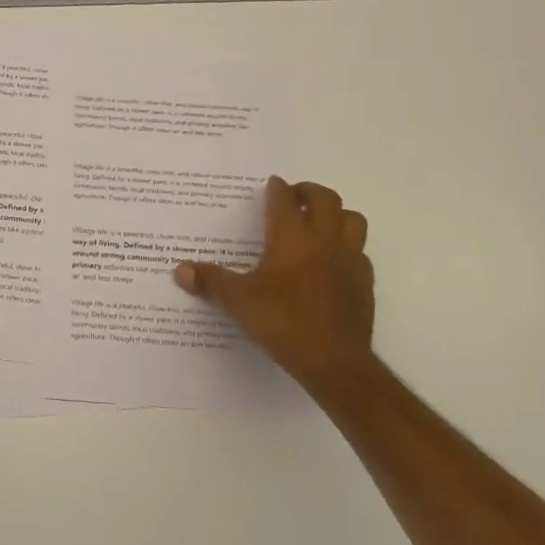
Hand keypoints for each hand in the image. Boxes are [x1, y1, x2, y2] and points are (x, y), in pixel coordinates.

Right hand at [173, 176, 374, 391]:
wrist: (334, 360)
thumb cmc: (282, 321)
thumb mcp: (237, 301)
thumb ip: (210, 281)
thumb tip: (180, 269)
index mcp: (292, 238)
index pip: (286, 200)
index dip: (278, 189)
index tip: (272, 184)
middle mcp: (325, 241)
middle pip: (327, 200)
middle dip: (310, 192)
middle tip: (295, 196)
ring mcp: (350, 261)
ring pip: (352, 221)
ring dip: (336, 214)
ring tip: (319, 222)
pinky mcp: (364, 284)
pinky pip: (359, 253)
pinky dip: (346, 248)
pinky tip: (332, 262)